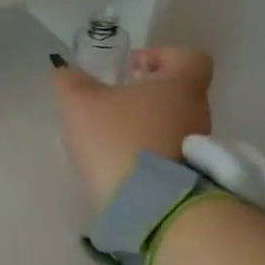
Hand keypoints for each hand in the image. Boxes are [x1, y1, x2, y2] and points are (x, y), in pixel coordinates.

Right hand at [51, 47, 214, 208]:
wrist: (151, 208)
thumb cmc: (119, 140)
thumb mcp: (78, 103)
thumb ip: (69, 81)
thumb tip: (66, 73)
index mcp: (180, 86)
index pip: (187, 57)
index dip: (159, 56)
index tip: (130, 69)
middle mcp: (197, 113)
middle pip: (175, 93)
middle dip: (142, 96)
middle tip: (108, 106)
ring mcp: (198, 150)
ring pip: (170, 125)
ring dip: (142, 127)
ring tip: (108, 140)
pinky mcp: (191, 180)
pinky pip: (168, 156)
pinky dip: (146, 155)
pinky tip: (118, 166)